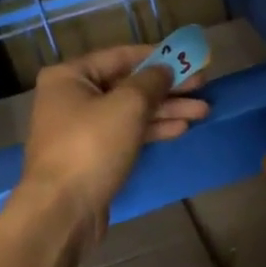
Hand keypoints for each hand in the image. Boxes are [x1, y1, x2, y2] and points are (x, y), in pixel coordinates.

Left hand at [16, 44, 208, 242]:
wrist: (62, 210)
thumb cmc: (91, 147)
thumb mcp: (127, 106)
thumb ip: (151, 82)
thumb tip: (165, 70)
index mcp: (70, 76)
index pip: (121, 56)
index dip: (158, 56)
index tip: (189, 59)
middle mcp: (72, 97)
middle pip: (128, 85)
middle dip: (167, 87)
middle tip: (203, 86)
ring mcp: (81, 129)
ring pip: (130, 111)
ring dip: (166, 110)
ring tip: (202, 111)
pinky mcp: (93, 155)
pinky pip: (126, 133)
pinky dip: (152, 129)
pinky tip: (180, 129)